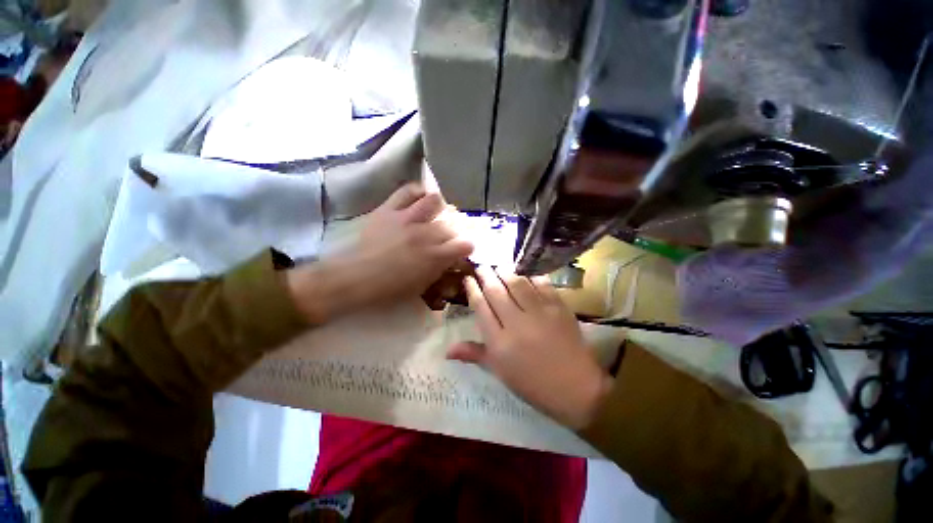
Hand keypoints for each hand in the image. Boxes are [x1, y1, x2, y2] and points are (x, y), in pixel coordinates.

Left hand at [287, 183, 472, 321]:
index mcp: (434, 256)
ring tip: (435, 214)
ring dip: (439, 208)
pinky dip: (417, 192)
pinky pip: (408, 190)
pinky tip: (419, 200)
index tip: (463, 249)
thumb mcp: (422, 286)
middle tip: (448, 235)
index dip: (467, 246)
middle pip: (452, 224)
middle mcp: (425, 234)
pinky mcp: (389, 209)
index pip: (464, 245)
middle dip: (454, 230)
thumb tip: (451, 258)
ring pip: (435, 200)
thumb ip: (440, 269)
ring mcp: (407, 218)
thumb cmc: (390, 288)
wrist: (355, 277)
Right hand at [447, 266, 613, 429]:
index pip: (481, 307)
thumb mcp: (500, 371)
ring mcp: (539, 313)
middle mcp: (516, 323)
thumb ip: (474, 354)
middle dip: (486, 275)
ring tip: (499, 267)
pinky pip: (542, 285)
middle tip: (481, 266)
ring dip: (506, 272)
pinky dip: (532, 277)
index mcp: (499, 342)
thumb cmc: (532, 383)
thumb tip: (447, 351)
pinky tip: (526, 275)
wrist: (575, 388)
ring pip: (517, 284)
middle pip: (496, 291)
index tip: (468, 279)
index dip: (472, 290)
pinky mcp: (558, 308)